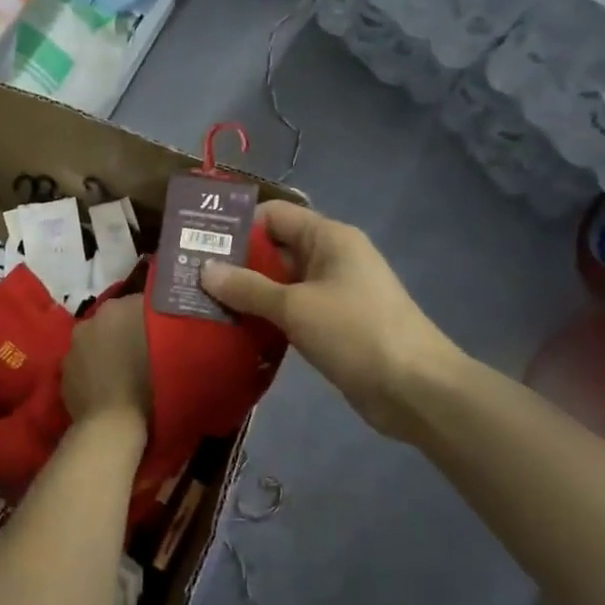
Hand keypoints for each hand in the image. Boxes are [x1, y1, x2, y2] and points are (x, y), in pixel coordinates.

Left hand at [63, 295, 152, 430]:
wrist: (111, 425)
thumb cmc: (148, 385)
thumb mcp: (169, 348)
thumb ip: (163, 326)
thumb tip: (160, 320)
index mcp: (117, 308)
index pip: (139, 304)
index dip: (151, 319)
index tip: (162, 335)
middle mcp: (90, 320)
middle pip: (113, 321)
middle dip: (126, 332)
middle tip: (145, 354)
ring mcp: (72, 347)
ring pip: (95, 342)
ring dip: (107, 351)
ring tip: (125, 374)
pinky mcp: (63, 373)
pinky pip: (83, 365)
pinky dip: (93, 372)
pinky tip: (107, 388)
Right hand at [200, 201, 470, 445]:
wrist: (415, 389)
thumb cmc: (356, 333)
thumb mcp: (296, 307)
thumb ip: (248, 288)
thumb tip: (205, 269)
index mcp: (329, 238)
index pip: (274, 215)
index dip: (237, 225)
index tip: (197, 242)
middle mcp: (331, 257)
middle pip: (275, 248)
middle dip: (235, 261)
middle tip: (189, 276)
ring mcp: (334, 292)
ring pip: (280, 282)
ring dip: (247, 292)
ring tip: (202, 303)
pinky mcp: (334, 323)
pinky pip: (291, 309)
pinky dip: (265, 315)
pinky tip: (234, 328)